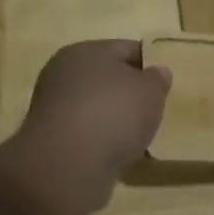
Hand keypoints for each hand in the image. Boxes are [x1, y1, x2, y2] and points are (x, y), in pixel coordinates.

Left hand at [4, 40, 171, 214]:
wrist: (67, 165)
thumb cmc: (113, 114)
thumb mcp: (151, 92)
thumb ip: (158, 79)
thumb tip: (157, 72)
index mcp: (87, 50)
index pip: (126, 49)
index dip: (149, 65)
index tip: (164, 86)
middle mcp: (63, 72)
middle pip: (107, 78)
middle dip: (129, 94)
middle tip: (152, 112)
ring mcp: (52, 106)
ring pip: (95, 107)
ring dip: (113, 120)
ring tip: (137, 138)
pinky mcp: (49, 138)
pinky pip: (85, 132)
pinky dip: (100, 141)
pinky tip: (115, 155)